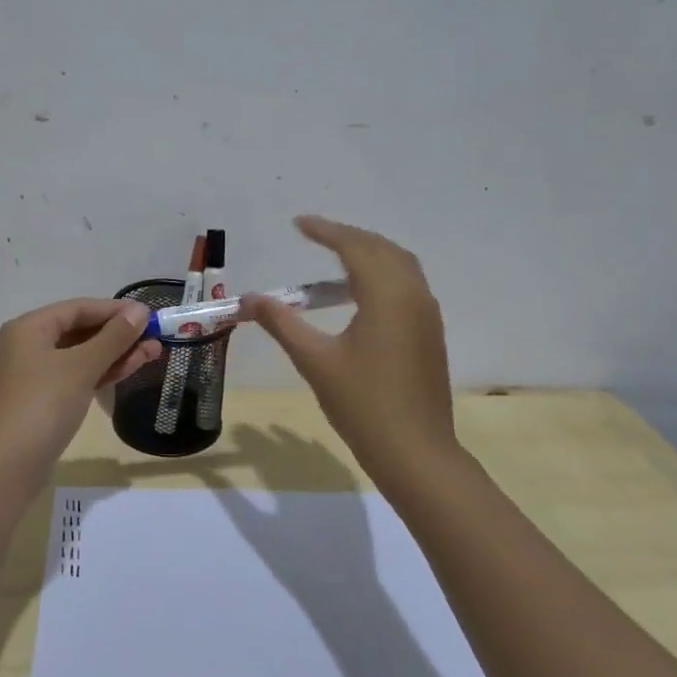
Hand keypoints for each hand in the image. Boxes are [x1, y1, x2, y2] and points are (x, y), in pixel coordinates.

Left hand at [0, 297, 158, 478]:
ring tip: (154, 352)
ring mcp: (35, 374)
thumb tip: (140, 311)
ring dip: (116, 354)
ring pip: (82, 355)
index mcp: (29, 328)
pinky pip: (77, 376)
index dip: (115, 310)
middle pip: (80, 331)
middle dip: (119, 334)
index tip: (149, 315)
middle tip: (156, 337)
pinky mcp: (44, 399)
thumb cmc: (43, 405)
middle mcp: (28, 345)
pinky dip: (102, 372)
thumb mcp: (81, 367)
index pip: (78, 308)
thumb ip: (113, 338)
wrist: (9, 466)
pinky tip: (130, 369)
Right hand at [239, 216, 463, 493]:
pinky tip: (359, 292)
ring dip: (368, 253)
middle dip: (348, 237)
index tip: (298, 223)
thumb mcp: (314, 360)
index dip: (325, 231)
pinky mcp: (429, 333)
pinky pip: (407, 285)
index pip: (355, 247)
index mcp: (387, 296)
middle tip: (315, 235)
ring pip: (400, 265)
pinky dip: (382, 273)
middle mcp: (413, 296)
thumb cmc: (362, 404)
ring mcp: (426, 315)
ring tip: (334, 256)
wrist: (416, 452)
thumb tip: (248, 299)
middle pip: (381, 249)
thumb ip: (281, 323)